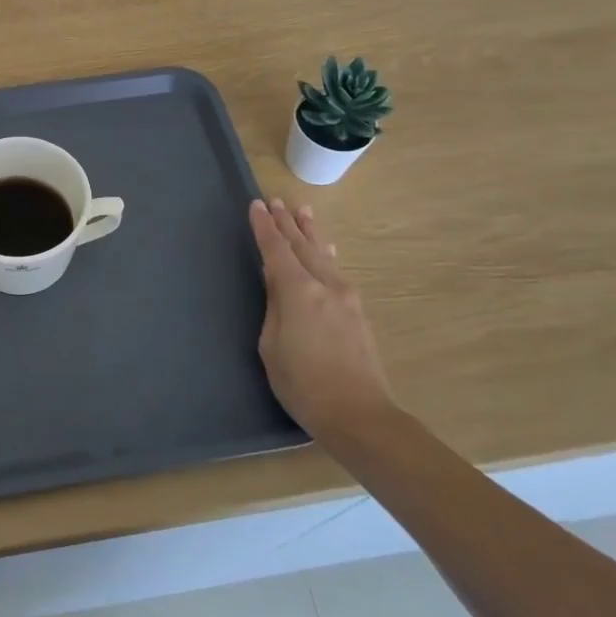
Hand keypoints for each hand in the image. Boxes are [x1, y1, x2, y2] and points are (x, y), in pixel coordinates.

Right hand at [248, 198, 393, 441]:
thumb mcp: (272, 345)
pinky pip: (335, 269)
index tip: (256, 205)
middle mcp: (324, 285)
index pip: (276, 250)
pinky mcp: (356, 312)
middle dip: (287, 223)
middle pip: (302, 246)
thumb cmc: (303, 384)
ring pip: (322, 254)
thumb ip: (274, 307)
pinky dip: (324, 252)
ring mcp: (345, 297)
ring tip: (303, 211)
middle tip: (277, 201)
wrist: (359, 415)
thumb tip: (276, 282)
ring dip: (309, 232)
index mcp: (298, 291)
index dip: (264, 227)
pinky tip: (326, 249)